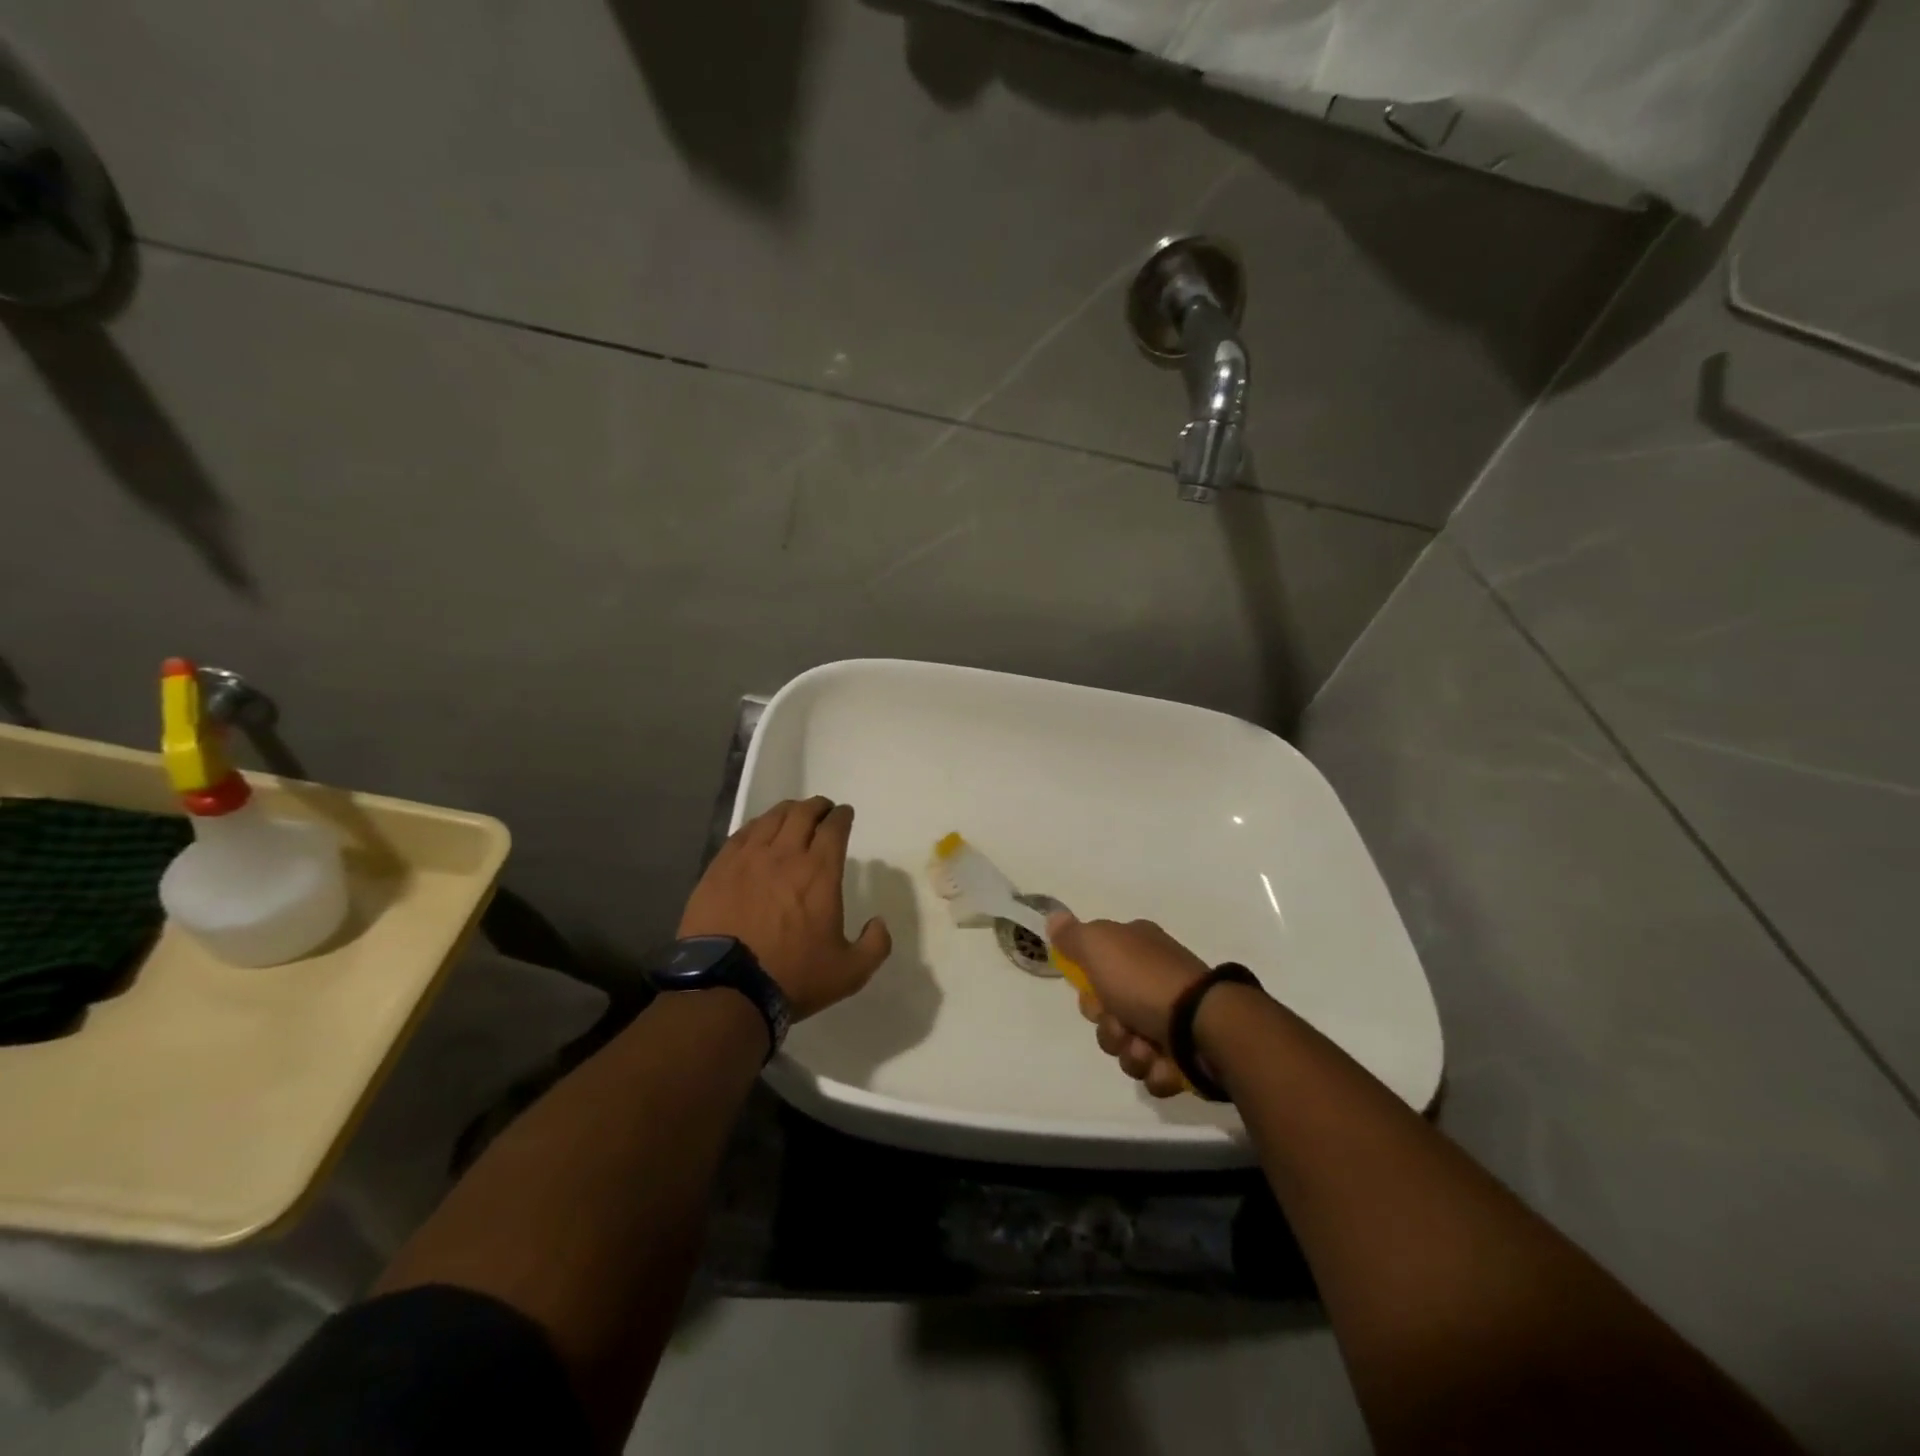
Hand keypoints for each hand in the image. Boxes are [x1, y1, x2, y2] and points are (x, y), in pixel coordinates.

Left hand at [680, 797, 891, 1019]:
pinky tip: (758, 832)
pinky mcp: (719, 869)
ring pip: (771, 818)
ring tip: (793, 815)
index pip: (834, 828)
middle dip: (817, 807)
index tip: (845, 815)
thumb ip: (875, 945)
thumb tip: (879, 923)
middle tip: (822, 810)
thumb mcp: (850, 972)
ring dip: (788, 811)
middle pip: (803, 814)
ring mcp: (748, 858)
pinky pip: (742, 834)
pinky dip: (757, 826)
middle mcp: (785, 855)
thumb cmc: (793, 977)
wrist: (727, 989)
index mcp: (820, 872)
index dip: (842, 816)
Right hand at [1047, 913, 1209, 1098]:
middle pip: (1109, 1012)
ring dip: (1131, 1053)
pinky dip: (1156, 1071)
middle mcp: (1154, 978)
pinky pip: (1155, 1071)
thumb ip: (1073, 936)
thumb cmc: (1146, 981)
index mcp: (1137, 948)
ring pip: (1128, 1045)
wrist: (1205, 1027)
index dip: (1089, 988)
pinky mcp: (1187, 1053)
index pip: (1096, 967)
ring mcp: (1174, 1017)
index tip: (1094, 996)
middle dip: (1109, 1028)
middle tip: (1121, 1025)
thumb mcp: (1099, 946)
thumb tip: (1054, 916)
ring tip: (1147, 1050)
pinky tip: (1164, 1063)